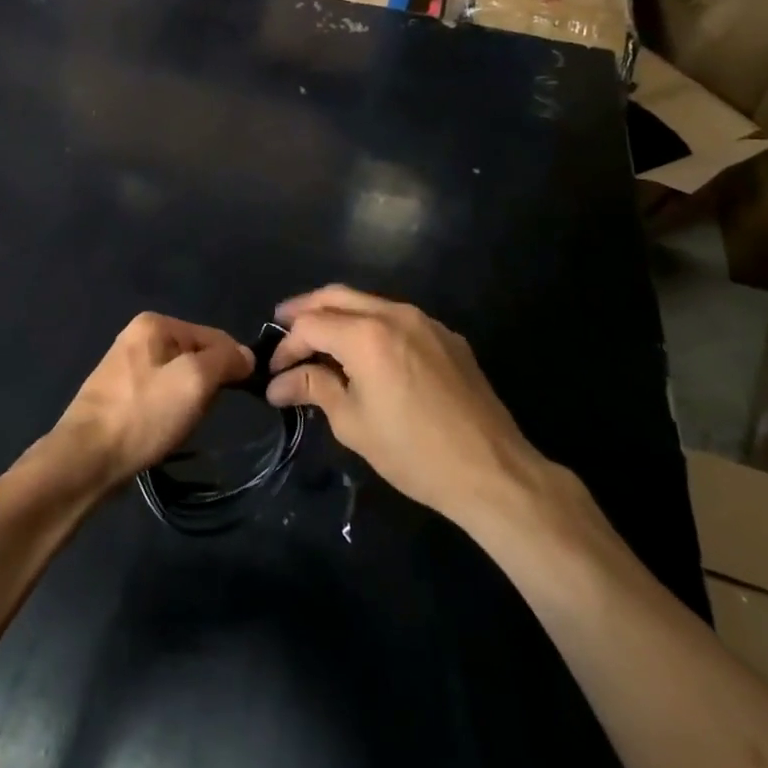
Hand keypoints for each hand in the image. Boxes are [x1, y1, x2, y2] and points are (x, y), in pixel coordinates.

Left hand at [52, 314, 253, 490]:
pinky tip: (165, 431)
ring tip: (181, 425)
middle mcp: (138, 337)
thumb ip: (225, 360)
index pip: (214, 336)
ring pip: (181, 379)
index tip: (243, 393)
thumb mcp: (195, 380)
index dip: (233, 363)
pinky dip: (170, 413)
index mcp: (155, 324)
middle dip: (208, 385)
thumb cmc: (143, 414)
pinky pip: (161, 397)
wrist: (86, 459)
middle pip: (196, 356)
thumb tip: (246, 356)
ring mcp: (126, 367)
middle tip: (201, 412)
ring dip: (190, 402)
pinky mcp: (121, 396)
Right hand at [267, 286, 548, 528]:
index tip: (274, 372)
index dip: (286, 346)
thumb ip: (315, 389)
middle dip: (305, 309)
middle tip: (281, 324)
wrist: (493, 471)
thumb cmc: (414, 452)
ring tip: (318, 336)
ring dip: (338, 313)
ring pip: (368, 301)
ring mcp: (424, 321)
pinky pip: (397, 317)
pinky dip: (370, 324)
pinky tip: (364, 350)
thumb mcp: (353, 423)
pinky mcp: (446, 336)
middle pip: (336, 296)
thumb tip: (278, 383)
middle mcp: (394, 314)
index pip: (311, 325)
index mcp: (366, 335)